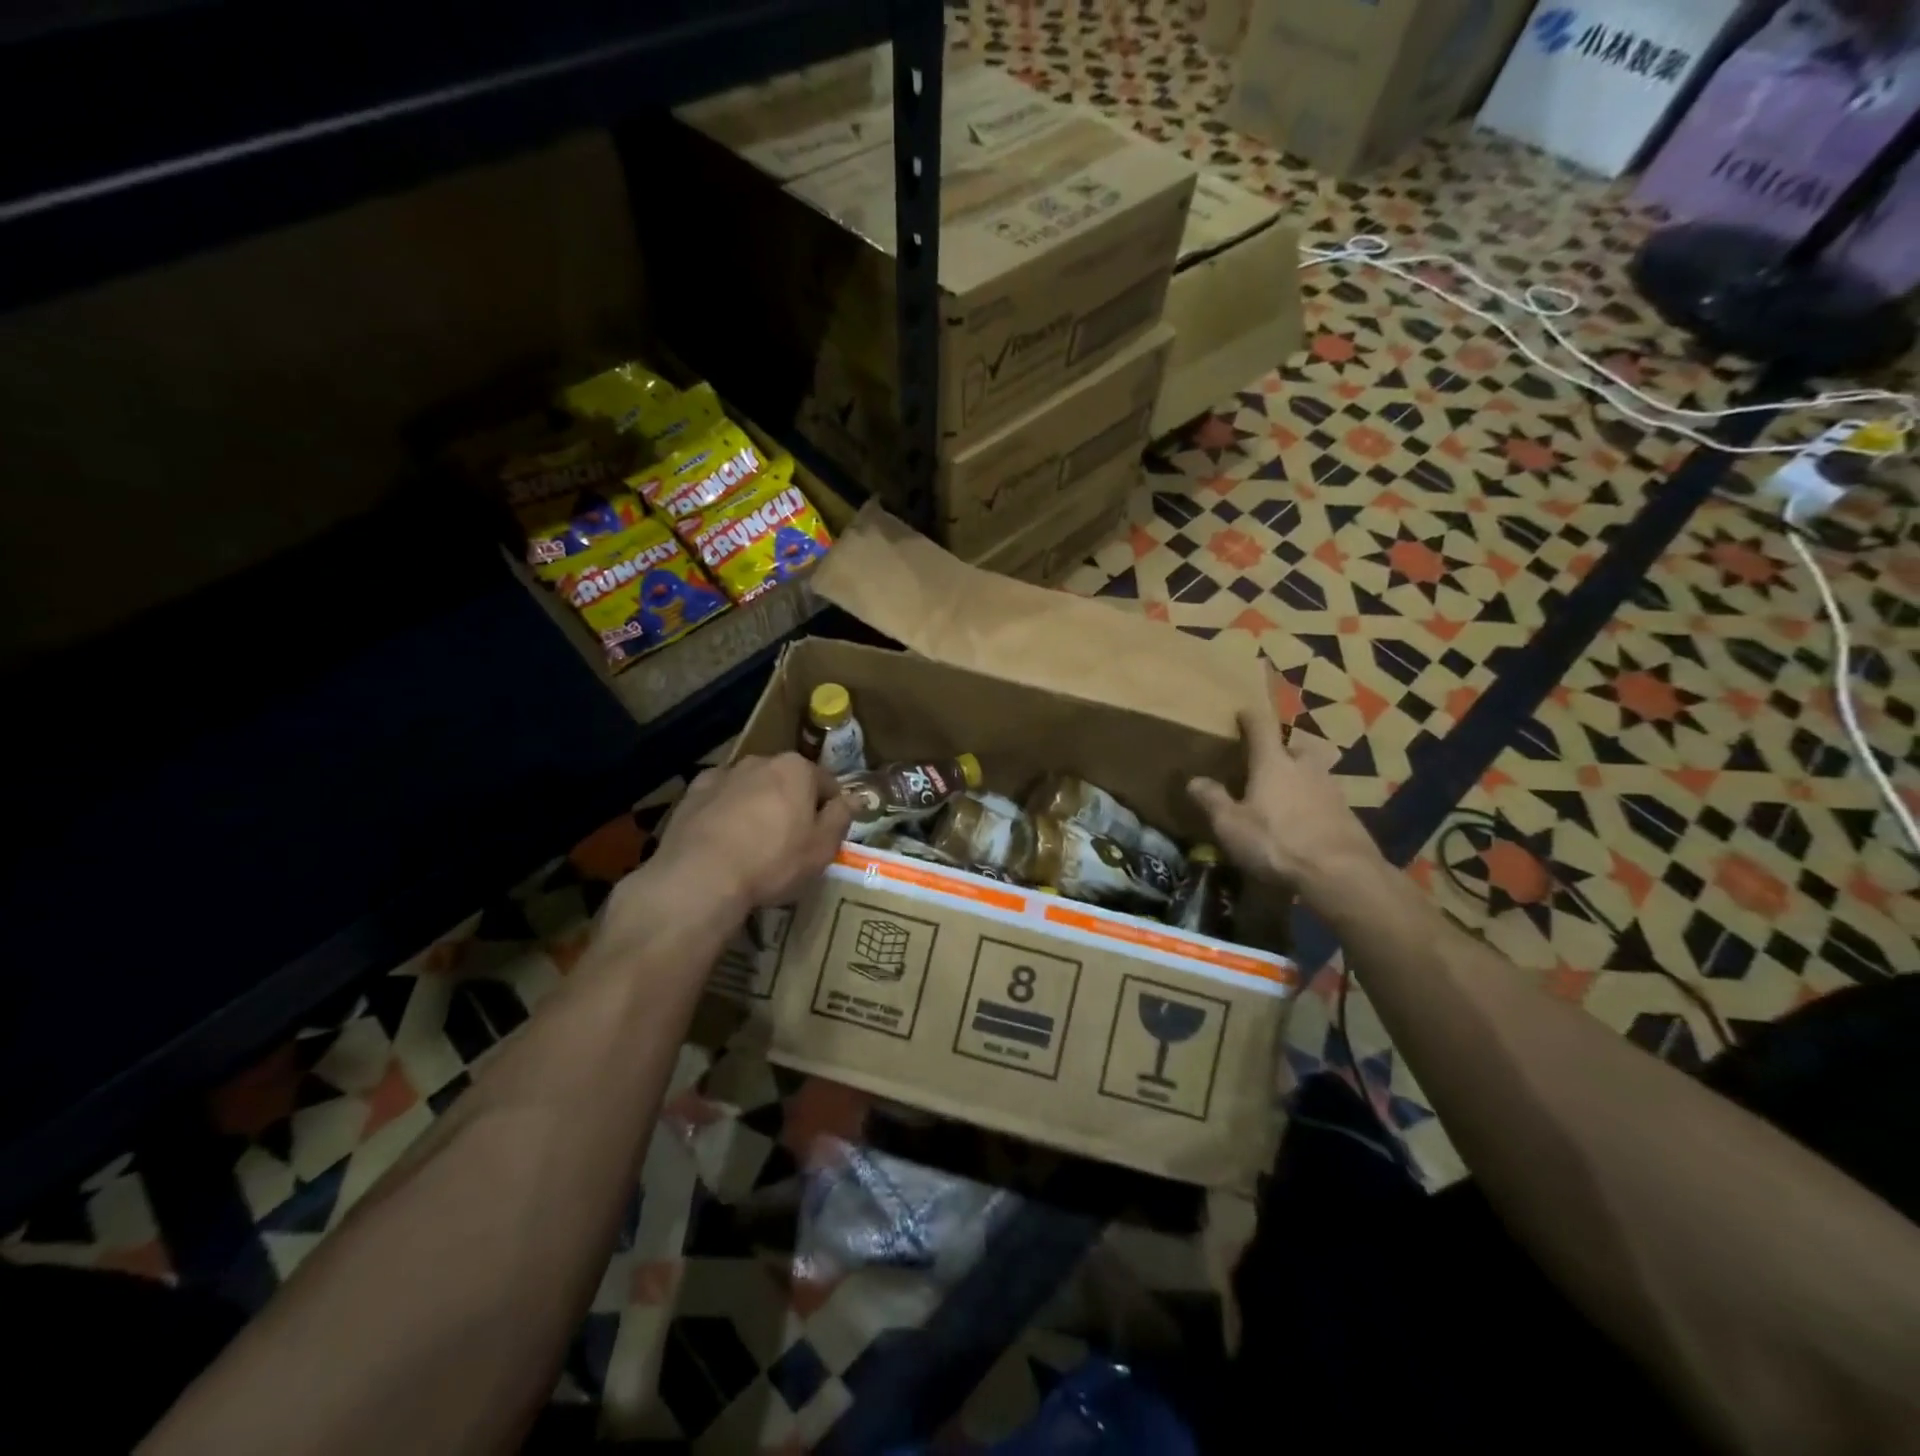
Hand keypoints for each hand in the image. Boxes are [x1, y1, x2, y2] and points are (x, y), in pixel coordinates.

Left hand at [648, 754, 852, 913]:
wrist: (700, 877)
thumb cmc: (773, 862)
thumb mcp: (822, 848)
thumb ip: (841, 818)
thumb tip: (855, 798)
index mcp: (797, 769)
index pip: (827, 783)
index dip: (830, 810)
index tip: (825, 835)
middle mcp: (760, 761)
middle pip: (787, 781)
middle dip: (792, 803)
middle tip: (791, 841)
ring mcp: (723, 774)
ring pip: (752, 788)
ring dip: (758, 805)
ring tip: (753, 844)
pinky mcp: (692, 793)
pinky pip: (720, 799)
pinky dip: (725, 812)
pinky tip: (723, 841)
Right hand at [1188, 709, 1382, 895]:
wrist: (1340, 873)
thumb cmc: (1276, 841)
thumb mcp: (1231, 825)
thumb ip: (1212, 800)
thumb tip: (1194, 780)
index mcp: (1274, 763)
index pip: (1262, 728)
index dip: (1251, 718)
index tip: (1243, 713)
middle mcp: (1305, 768)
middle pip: (1294, 748)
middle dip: (1282, 752)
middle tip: (1267, 765)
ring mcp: (1332, 790)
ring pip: (1313, 774)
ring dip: (1300, 779)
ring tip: (1285, 797)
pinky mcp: (1349, 814)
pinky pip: (1326, 799)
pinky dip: (1314, 804)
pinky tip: (1305, 823)